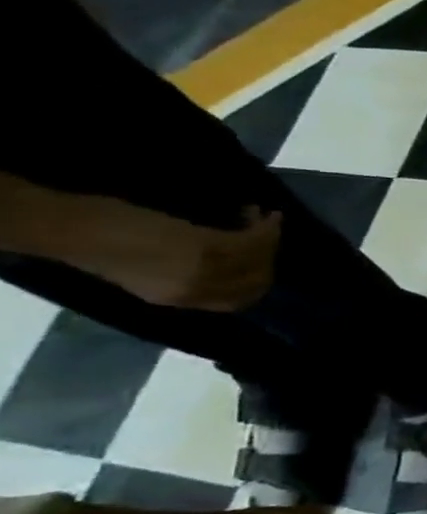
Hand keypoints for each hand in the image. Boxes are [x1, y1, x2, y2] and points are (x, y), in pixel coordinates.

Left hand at [65, 199, 282, 311]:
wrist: (71, 230)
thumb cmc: (100, 249)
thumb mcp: (144, 276)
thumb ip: (184, 278)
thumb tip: (226, 267)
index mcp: (178, 301)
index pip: (240, 300)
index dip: (259, 281)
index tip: (263, 260)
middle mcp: (196, 290)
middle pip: (256, 280)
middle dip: (269, 257)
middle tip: (267, 235)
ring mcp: (200, 269)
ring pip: (257, 258)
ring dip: (268, 236)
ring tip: (263, 217)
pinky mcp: (203, 247)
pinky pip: (248, 240)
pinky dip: (262, 226)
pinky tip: (259, 212)